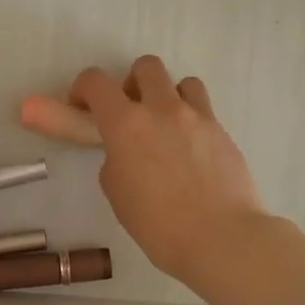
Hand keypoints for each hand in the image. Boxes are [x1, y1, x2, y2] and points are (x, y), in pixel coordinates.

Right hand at [68, 57, 266, 285]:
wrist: (220, 238)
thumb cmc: (157, 224)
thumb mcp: (117, 192)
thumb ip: (115, 160)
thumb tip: (126, 152)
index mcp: (125, 123)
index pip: (95, 81)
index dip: (83, 88)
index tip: (82, 108)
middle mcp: (161, 109)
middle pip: (145, 66)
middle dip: (132, 83)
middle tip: (130, 114)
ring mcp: (197, 117)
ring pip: (181, 81)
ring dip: (168, 96)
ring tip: (166, 128)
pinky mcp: (222, 131)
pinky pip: (203, 109)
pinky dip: (192, 119)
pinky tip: (191, 150)